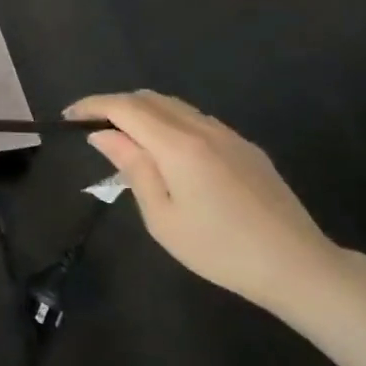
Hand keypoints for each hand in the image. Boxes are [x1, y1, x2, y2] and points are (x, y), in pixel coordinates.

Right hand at [65, 90, 348, 316]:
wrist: (297, 266)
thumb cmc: (220, 249)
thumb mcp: (162, 216)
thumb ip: (132, 168)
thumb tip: (104, 134)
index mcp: (178, 146)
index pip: (125, 107)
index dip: (93, 105)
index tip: (68, 116)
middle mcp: (202, 129)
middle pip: (149, 98)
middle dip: (115, 105)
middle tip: (91, 127)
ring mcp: (228, 135)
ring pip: (175, 106)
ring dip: (142, 112)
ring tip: (124, 138)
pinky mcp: (246, 147)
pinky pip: (197, 120)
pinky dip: (168, 122)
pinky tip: (165, 151)